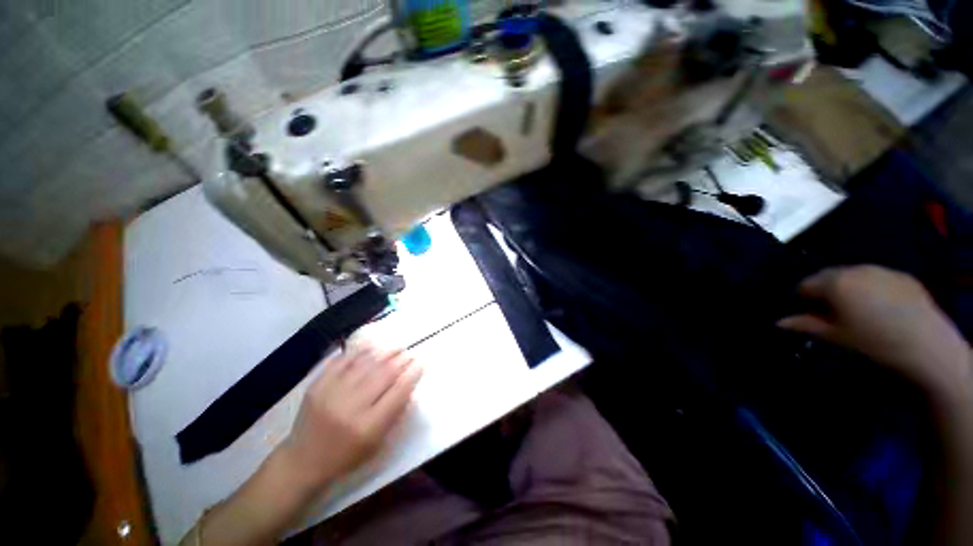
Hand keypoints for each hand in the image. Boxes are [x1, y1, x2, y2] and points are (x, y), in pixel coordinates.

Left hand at [279, 344, 421, 486]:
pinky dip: (359, 351)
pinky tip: (371, 345)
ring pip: (365, 364)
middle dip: (401, 360)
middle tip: (409, 353)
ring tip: (395, 347)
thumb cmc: (346, 456)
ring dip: (384, 352)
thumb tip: (410, 385)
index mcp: (368, 427)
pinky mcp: (316, 386)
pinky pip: (342, 361)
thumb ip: (396, 413)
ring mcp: (331, 394)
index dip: (413, 373)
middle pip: (383, 374)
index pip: (398, 393)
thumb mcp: (377, 443)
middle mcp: (350, 407)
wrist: (302, 461)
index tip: (422, 361)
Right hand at [778, 265, 970, 392]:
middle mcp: (855, 269)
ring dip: (847, 286)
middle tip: (830, 311)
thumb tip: (777, 322)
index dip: (802, 298)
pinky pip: (876, 276)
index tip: (806, 311)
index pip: (805, 284)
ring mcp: (881, 269)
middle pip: (828, 275)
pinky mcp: (901, 275)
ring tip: (856, 308)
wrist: (926, 344)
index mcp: (835, 282)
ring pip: (853, 274)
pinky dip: (870, 286)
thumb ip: (804, 325)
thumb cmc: (872, 341)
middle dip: (824, 289)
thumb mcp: (835, 335)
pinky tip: (880, 305)